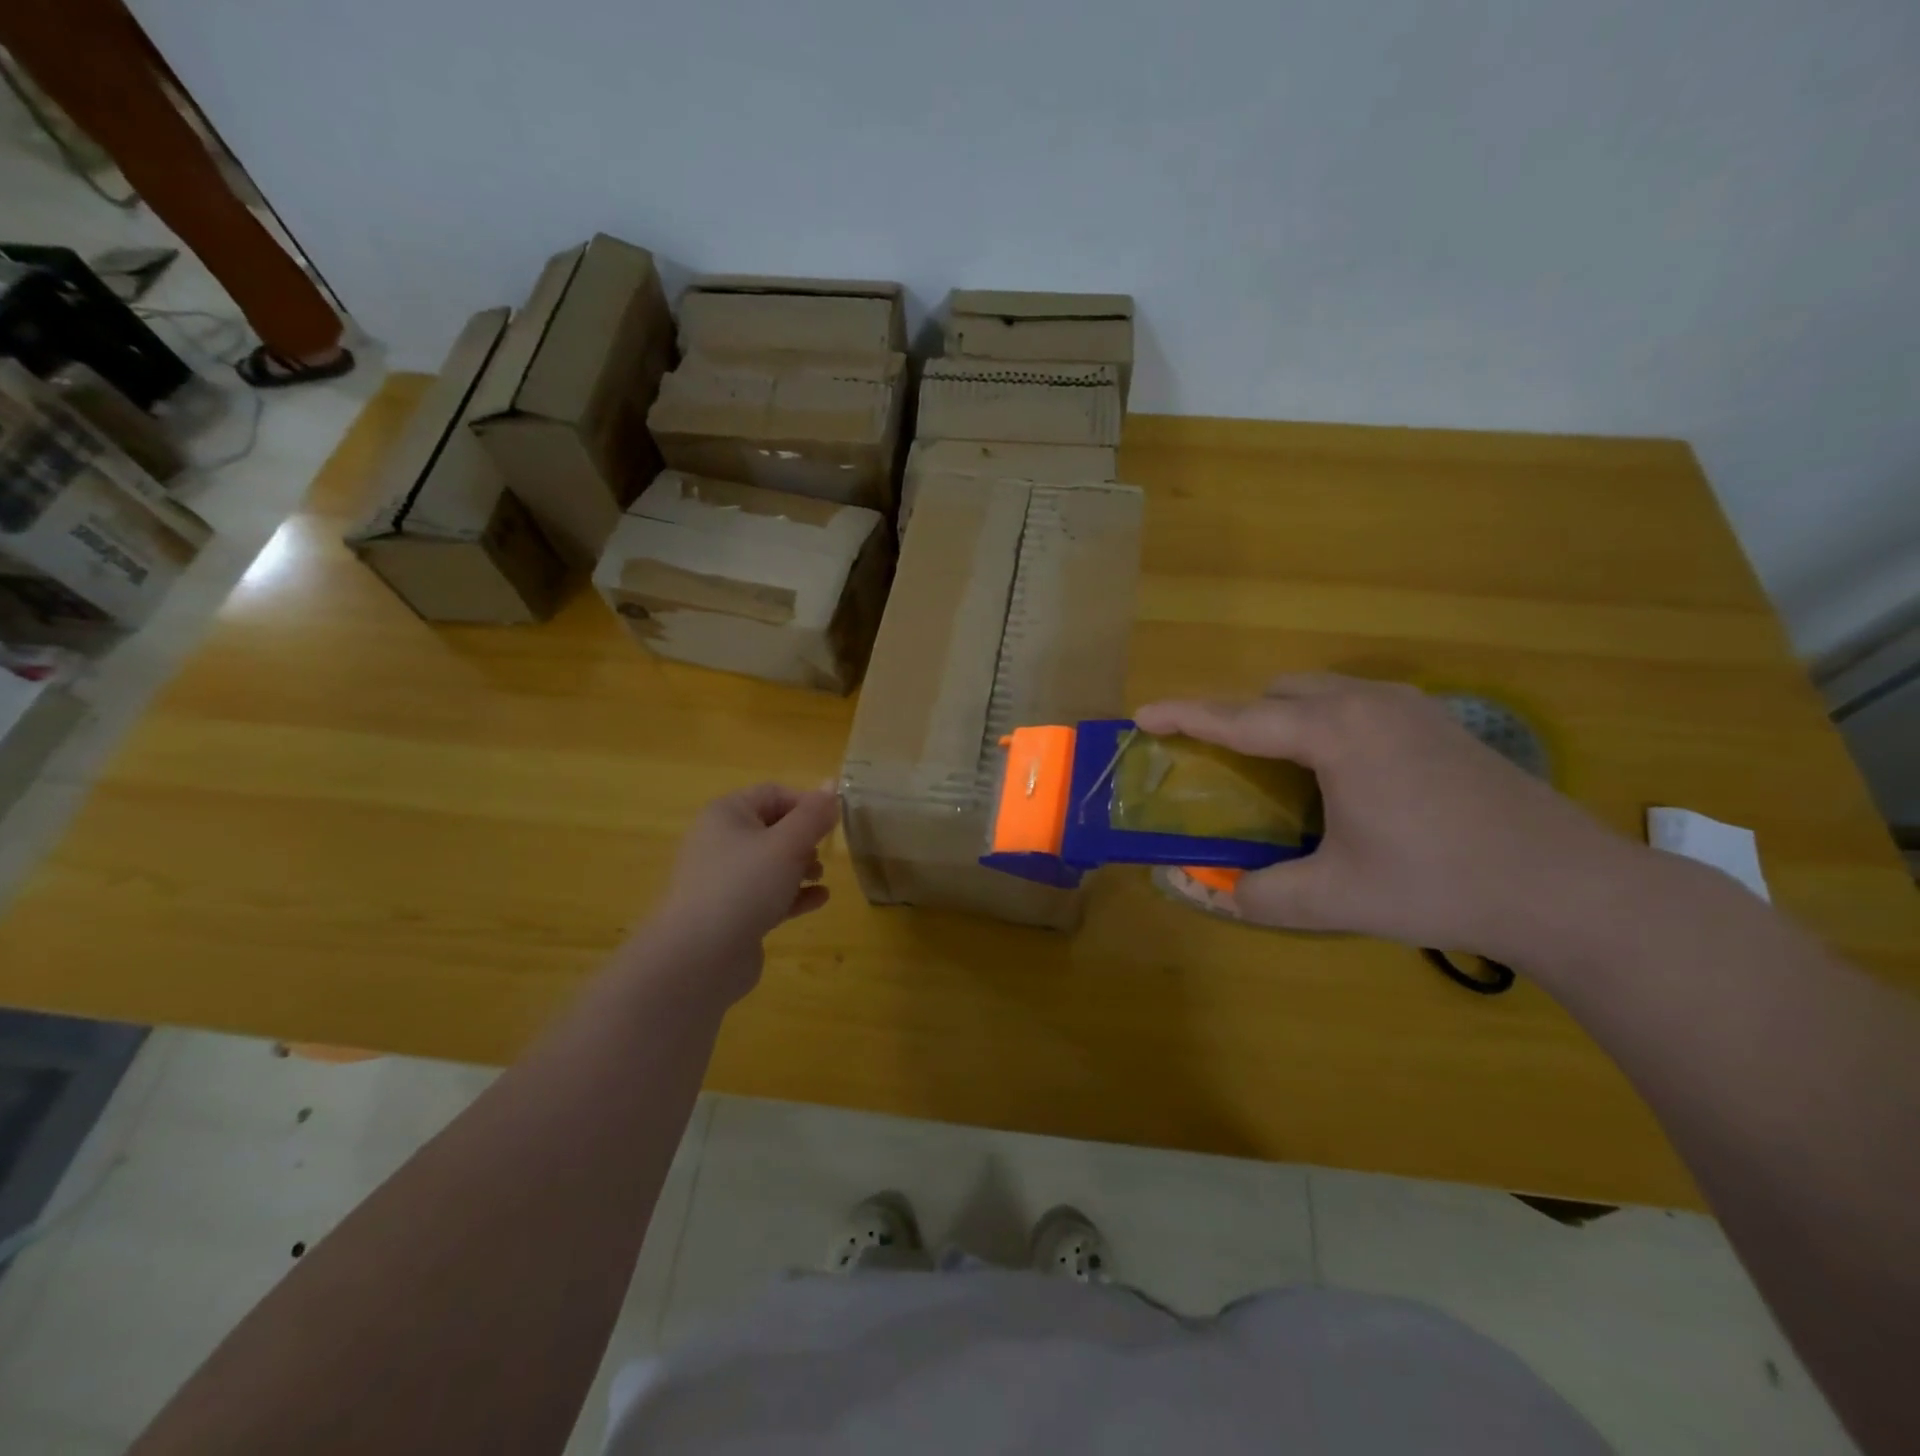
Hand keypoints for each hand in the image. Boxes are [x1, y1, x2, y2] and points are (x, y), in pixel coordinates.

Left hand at [642, 784, 840, 1006]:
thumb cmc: (744, 886)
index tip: (833, 823)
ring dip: (801, 866)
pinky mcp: (731, 913)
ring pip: (770, 863)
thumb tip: (833, 784)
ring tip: (821, 877)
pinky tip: (819, 900)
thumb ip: (814, 815)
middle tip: (825, 852)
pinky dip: (793, 894)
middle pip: (772, 827)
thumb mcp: (787, 844)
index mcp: (727, 814)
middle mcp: (720, 841)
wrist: (698, 957)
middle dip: (804, 837)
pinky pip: (767, 894)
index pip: (774, 793)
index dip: (807, 803)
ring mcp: (723, 880)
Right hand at [1134, 674, 1643, 963]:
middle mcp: (1368, 702)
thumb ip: (1261, 896)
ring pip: (1320, 690)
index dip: (1185, 715)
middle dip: (1236, 714)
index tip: (1142, 715)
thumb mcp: (1337, 898)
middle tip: (1213, 757)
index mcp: (1336, 732)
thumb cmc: (1441, 883)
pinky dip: (1321, 721)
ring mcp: (1410, 706)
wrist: (1568, 887)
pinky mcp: (1437, 722)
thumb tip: (1215, 894)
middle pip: (1278, 691)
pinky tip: (1334, 771)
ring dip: (1280, 715)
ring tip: (1269, 765)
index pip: (1240, 718)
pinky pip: (1355, 702)